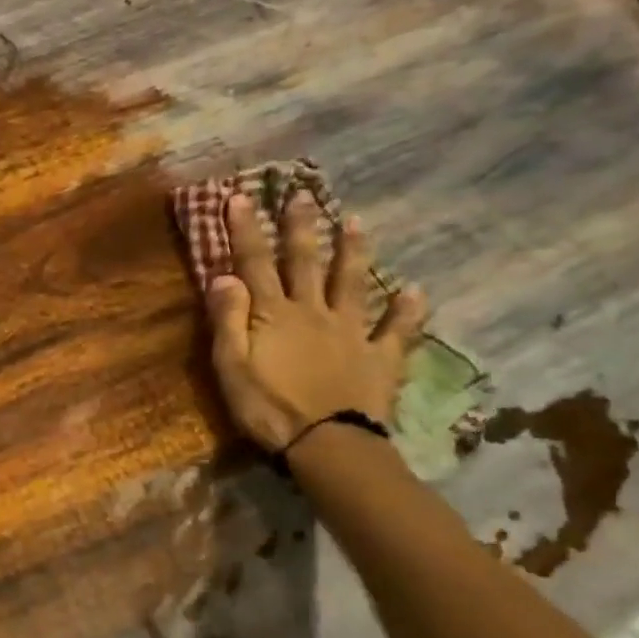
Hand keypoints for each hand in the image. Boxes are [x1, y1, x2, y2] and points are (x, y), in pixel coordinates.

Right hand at [206, 191, 426, 455]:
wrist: (327, 443)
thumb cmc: (269, 408)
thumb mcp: (232, 367)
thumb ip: (228, 320)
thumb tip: (223, 275)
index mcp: (274, 314)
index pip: (255, 262)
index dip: (246, 229)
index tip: (240, 196)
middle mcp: (313, 311)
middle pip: (305, 261)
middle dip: (300, 226)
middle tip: (301, 194)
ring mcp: (351, 331)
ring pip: (351, 282)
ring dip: (353, 251)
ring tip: (357, 222)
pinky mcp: (379, 357)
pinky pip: (396, 329)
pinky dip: (407, 310)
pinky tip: (415, 290)